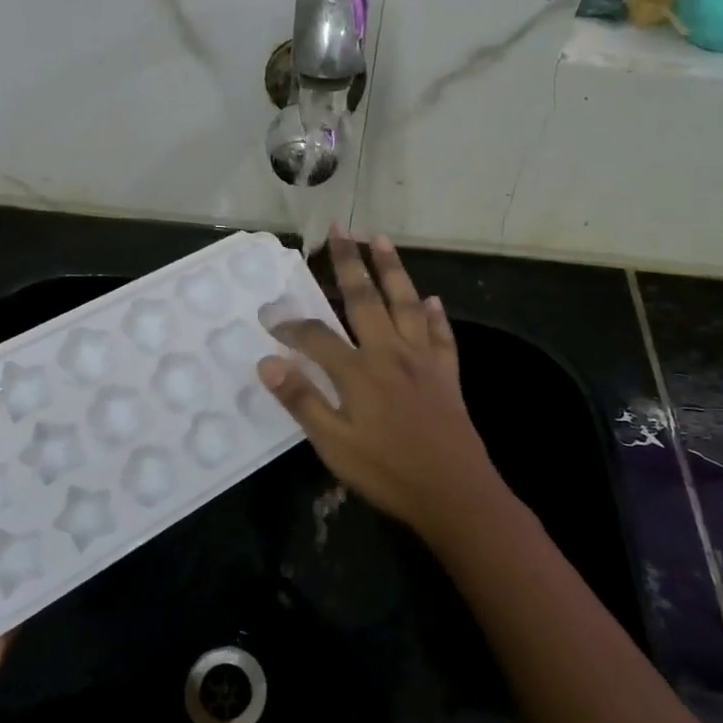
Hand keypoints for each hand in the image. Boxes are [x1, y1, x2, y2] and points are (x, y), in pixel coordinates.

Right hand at [258, 228, 501, 537]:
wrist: (455, 493)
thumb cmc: (388, 472)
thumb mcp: (334, 445)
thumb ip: (301, 401)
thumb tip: (267, 362)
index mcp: (358, 371)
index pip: (316, 335)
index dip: (290, 325)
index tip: (270, 317)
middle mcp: (389, 353)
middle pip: (364, 299)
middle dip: (349, 262)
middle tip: (339, 230)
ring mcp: (422, 360)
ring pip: (404, 303)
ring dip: (391, 269)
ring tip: (380, 239)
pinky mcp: (446, 373)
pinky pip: (440, 334)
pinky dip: (433, 314)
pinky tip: (430, 299)